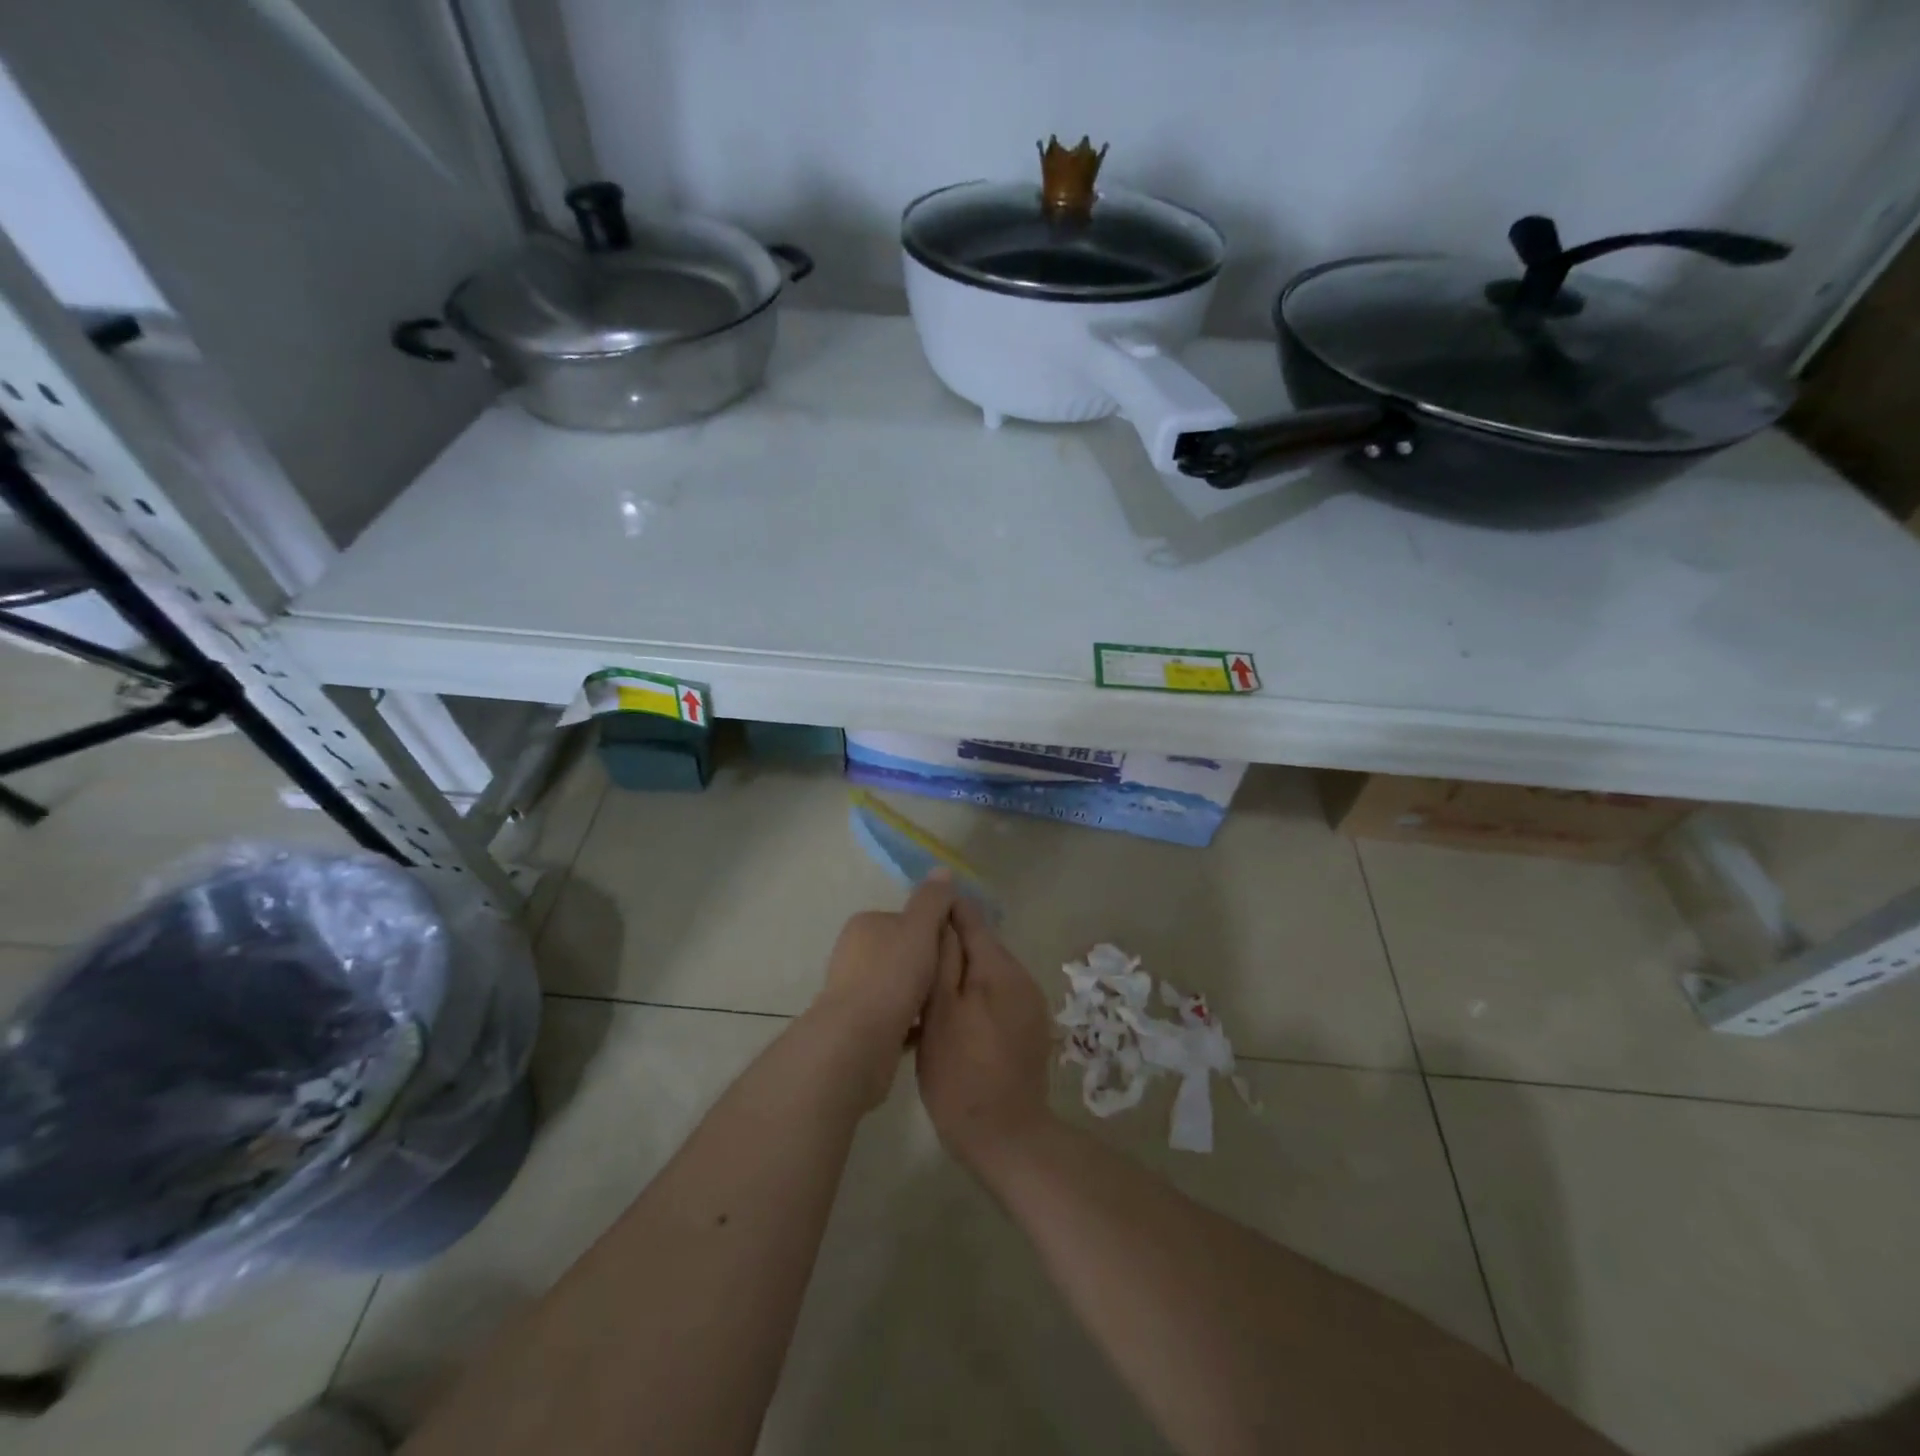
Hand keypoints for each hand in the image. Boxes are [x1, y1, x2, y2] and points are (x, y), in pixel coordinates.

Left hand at [810, 874, 959, 1109]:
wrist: (857, 1041)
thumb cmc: (891, 976)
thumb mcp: (919, 928)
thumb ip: (932, 900)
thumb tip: (942, 870)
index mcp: (865, 925)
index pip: (907, 919)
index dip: (933, 931)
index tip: (955, 948)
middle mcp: (853, 954)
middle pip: (903, 953)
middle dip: (927, 964)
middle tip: (955, 979)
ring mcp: (852, 992)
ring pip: (898, 986)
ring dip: (920, 994)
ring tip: (947, 1005)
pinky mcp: (857, 1026)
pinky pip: (894, 1017)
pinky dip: (911, 1021)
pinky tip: (931, 1029)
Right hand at [915, 897, 1054, 1174]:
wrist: (1007, 1138)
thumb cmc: (961, 1073)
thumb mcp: (940, 1012)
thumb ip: (943, 959)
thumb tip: (942, 914)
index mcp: (999, 967)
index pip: (970, 918)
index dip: (942, 912)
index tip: (913, 921)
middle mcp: (1021, 976)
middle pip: (980, 945)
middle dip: (949, 948)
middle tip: (912, 965)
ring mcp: (1030, 1004)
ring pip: (988, 972)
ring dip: (960, 976)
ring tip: (927, 995)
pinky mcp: (1030, 1029)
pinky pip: (998, 997)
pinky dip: (975, 998)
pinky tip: (952, 1021)